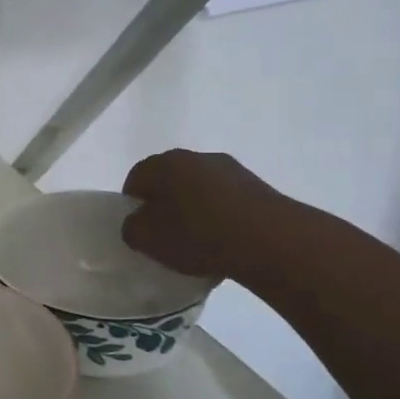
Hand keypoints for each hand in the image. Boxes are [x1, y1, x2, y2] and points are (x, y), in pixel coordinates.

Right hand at [121, 149, 280, 283]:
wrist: (267, 240)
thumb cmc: (197, 234)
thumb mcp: (147, 239)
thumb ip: (132, 228)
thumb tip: (138, 223)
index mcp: (164, 163)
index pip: (136, 177)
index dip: (132, 203)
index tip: (139, 228)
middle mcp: (196, 156)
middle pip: (169, 179)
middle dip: (164, 204)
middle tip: (165, 234)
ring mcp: (230, 169)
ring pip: (199, 188)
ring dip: (194, 208)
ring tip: (199, 241)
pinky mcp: (256, 186)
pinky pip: (226, 199)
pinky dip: (220, 215)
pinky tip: (225, 241)